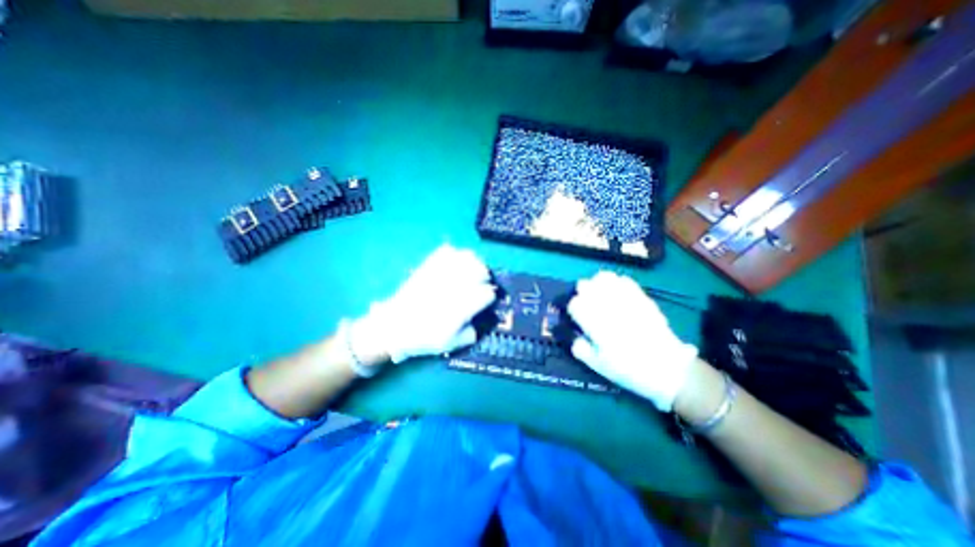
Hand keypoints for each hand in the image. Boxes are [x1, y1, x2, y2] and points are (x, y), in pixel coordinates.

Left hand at [342, 244, 494, 376]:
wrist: (393, 326)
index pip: (487, 293)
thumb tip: (478, 319)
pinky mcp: (429, 266)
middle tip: (480, 284)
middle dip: (485, 277)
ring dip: (474, 264)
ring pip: (467, 257)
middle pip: (481, 270)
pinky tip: (455, 264)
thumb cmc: (423, 338)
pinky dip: (455, 255)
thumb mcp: (451, 344)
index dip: (488, 297)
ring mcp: (441, 273)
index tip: (484, 302)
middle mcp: (454, 286)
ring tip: (471, 271)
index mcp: (461, 307)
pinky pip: (447, 251)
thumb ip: (471, 333)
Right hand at [569, 272, 696, 412]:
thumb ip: (581, 349)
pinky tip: (617, 291)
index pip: (575, 304)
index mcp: (595, 323)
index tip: (576, 317)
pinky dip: (616, 282)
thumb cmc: (629, 369)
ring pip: (603, 278)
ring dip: (596, 284)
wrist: (667, 368)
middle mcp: (607, 306)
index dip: (573, 309)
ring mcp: (624, 299)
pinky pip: (624, 280)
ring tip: (599, 293)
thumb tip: (574, 337)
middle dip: (581, 293)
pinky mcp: (640, 297)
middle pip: (584, 285)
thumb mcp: (598, 366)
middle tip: (585, 303)